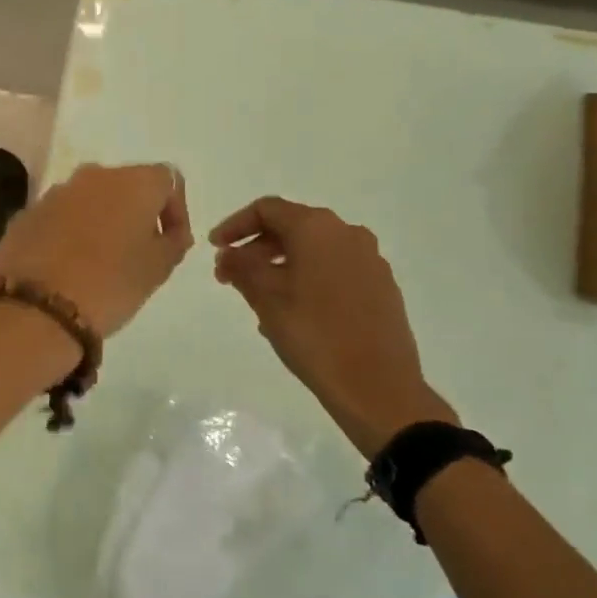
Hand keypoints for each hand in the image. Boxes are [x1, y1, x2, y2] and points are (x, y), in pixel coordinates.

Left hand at [0, 162, 193, 340]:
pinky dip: (70, 233)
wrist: (36, 308)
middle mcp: (94, 176)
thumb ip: (173, 243)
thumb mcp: (157, 270)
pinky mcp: (27, 213)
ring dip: (101, 221)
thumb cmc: (110, 285)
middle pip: (126, 185)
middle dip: (136, 214)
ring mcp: (55, 192)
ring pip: (90, 199)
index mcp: (134, 182)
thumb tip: (173, 233)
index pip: (167, 180)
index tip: (172, 242)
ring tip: (101, 261)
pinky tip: (68, 266)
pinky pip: (60, 216)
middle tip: (138, 252)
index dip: (176, 210)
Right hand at [210, 197, 456, 455]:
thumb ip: (241, 268)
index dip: (235, 225)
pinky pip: (334, 271)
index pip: (267, 210)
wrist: (378, 387)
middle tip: (230, 278)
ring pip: (314, 251)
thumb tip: (228, 254)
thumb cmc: (314, 335)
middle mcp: (347, 233)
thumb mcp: (266, 299)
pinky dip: (308, 280)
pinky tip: (293, 313)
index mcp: (317, 228)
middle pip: (292, 228)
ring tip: (258, 300)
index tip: (215, 249)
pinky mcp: (381, 286)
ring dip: (280, 266)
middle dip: (256, 249)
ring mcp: (369, 260)